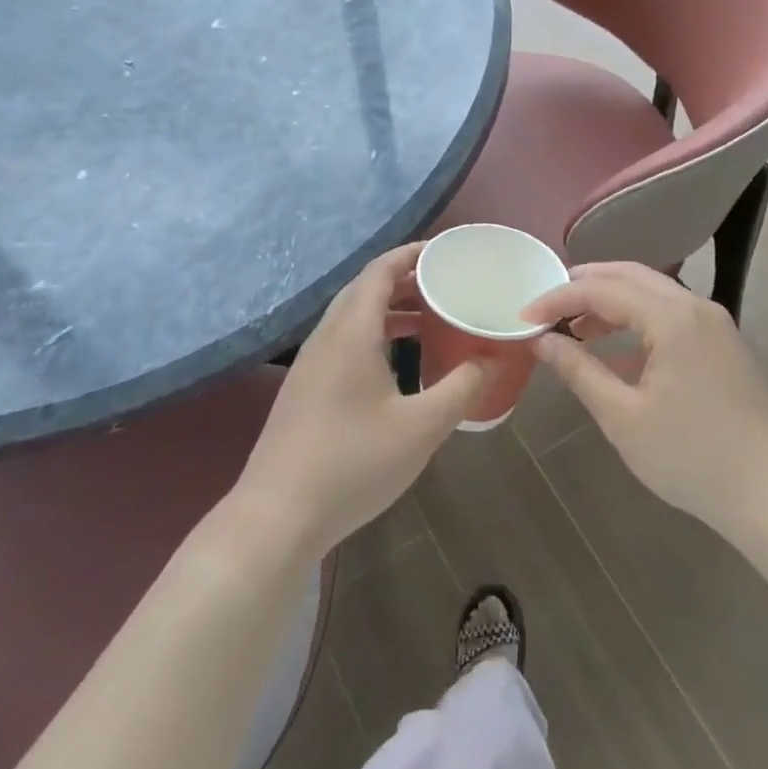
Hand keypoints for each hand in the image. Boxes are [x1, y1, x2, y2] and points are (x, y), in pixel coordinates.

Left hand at [235, 243, 483, 557]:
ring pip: (352, 316)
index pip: (379, 271)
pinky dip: (373, 334)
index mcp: (351, 332)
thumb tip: (490, 359)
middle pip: (365, 289)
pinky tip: (395, 363)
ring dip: (389, 309)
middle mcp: (326, 336)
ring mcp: (310, 363)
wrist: (277, 516)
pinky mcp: (305, 387)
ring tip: (428, 319)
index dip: (411, 254)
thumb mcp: (420, 428)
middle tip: (445, 285)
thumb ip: (460, 388)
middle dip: (405, 280)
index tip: (444, 252)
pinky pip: (344, 340)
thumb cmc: (353, 464)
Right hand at [524, 263, 767, 536]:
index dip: (558, 299)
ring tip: (575, 327)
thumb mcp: (623, 417)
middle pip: (630, 276)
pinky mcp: (723, 344)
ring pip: (652, 293)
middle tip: (547, 305)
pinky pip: (671, 315)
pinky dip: (637, 321)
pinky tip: (615, 352)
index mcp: (672, 318)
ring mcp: (715, 323)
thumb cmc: (691, 457)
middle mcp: (695, 306)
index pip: (602, 290)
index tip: (524, 317)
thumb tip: (540, 341)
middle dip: (584, 285)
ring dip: (611, 302)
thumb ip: (579, 370)